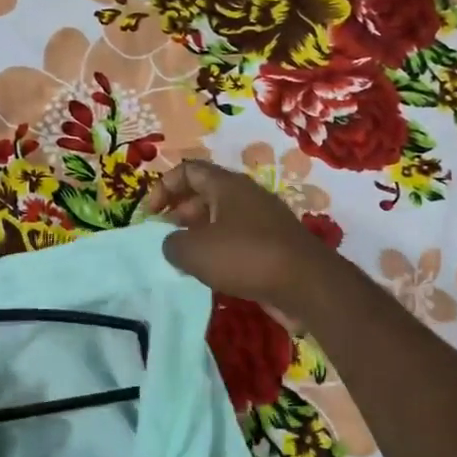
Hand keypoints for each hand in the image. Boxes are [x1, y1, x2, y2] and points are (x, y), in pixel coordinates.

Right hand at [145, 160, 339, 313]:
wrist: (306, 285)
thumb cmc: (245, 256)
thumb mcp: (194, 250)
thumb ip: (172, 244)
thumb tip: (173, 245)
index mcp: (227, 185)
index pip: (188, 170)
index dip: (163, 187)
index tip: (150, 214)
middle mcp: (246, 197)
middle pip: (204, 194)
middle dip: (179, 213)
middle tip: (165, 238)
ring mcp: (263, 221)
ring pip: (221, 220)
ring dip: (198, 236)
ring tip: (183, 259)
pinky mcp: (273, 247)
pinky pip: (237, 241)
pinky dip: (219, 252)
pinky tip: (210, 274)